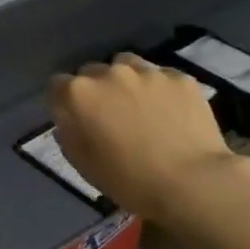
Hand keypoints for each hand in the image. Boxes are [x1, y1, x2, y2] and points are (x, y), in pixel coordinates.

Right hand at [49, 53, 249, 225]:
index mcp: (79, 94)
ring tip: (139, 107)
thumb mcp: (83, 165)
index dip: (63, 102)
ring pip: (126, 65)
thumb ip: (69, 133)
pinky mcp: (179, 77)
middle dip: (95, 90)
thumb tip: (70, 119)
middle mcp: (109, 73)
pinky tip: (170, 113)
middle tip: (109, 117)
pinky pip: (160, 76)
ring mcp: (146, 71)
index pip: (57, 85)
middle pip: (91, 72)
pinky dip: (159, 89)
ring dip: (125, 81)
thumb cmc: (129, 181)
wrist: (192, 183)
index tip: (74, 119)